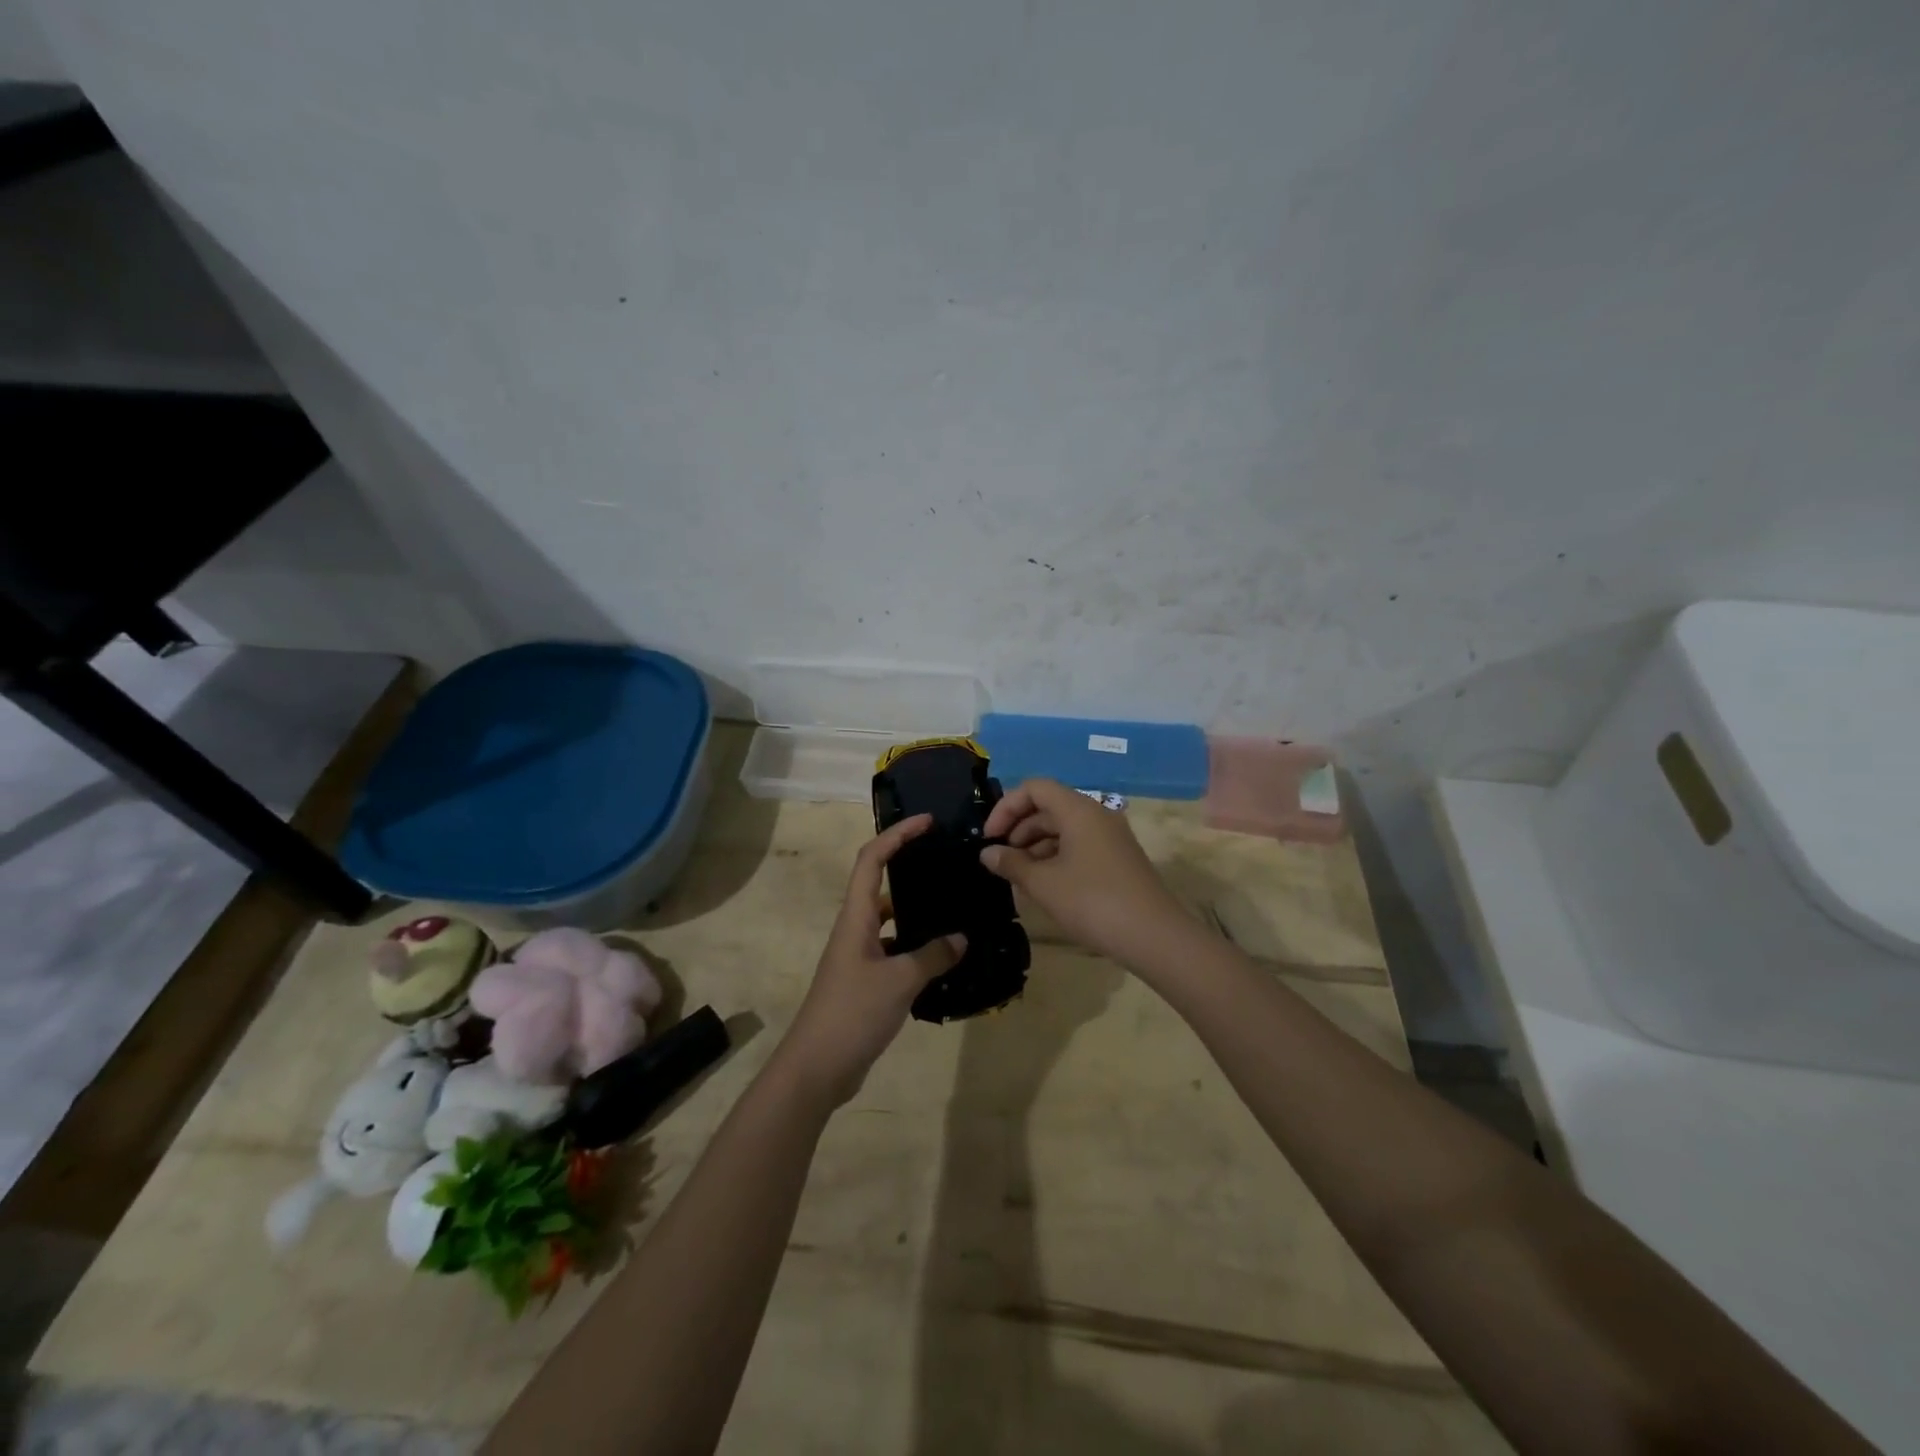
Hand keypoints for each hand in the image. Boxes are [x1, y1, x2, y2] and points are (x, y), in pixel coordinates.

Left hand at [773, 815, 965, 1107]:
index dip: (897, 834)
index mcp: (856, 917)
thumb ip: (933, 956)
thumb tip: (961, 938)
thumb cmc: (852, 1013)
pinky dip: (916, 947)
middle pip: (879, 882)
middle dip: (908, 864)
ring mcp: (859, 955)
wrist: (817, 1068)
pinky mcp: (865, 980)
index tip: (927, 822)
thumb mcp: (900, 981)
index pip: (872, 859)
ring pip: (890, 919)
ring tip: (953, 905)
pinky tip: (943, 956)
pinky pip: (894, 950)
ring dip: (916, 909)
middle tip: (945, 859)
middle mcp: (855, 928)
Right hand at [980, 779, 1189, 966]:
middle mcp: (1096, 814)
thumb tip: (988, 853)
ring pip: (1064, 829)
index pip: (1035, 788)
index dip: (1007, 807)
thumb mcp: (1044, 884)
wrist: (1154, 936)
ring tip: (1019, 877)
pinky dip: (1056, 857)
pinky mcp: (1118, 859)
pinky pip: (1079, 845)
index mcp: (1078, 810)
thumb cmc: (1093, 902)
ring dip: (1036, 846)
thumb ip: (1011, 864)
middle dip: (1019, 829)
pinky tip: (1045, 886)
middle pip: (1049, 807)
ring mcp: (1111, 837)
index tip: (990, 837)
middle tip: (1000, 860)